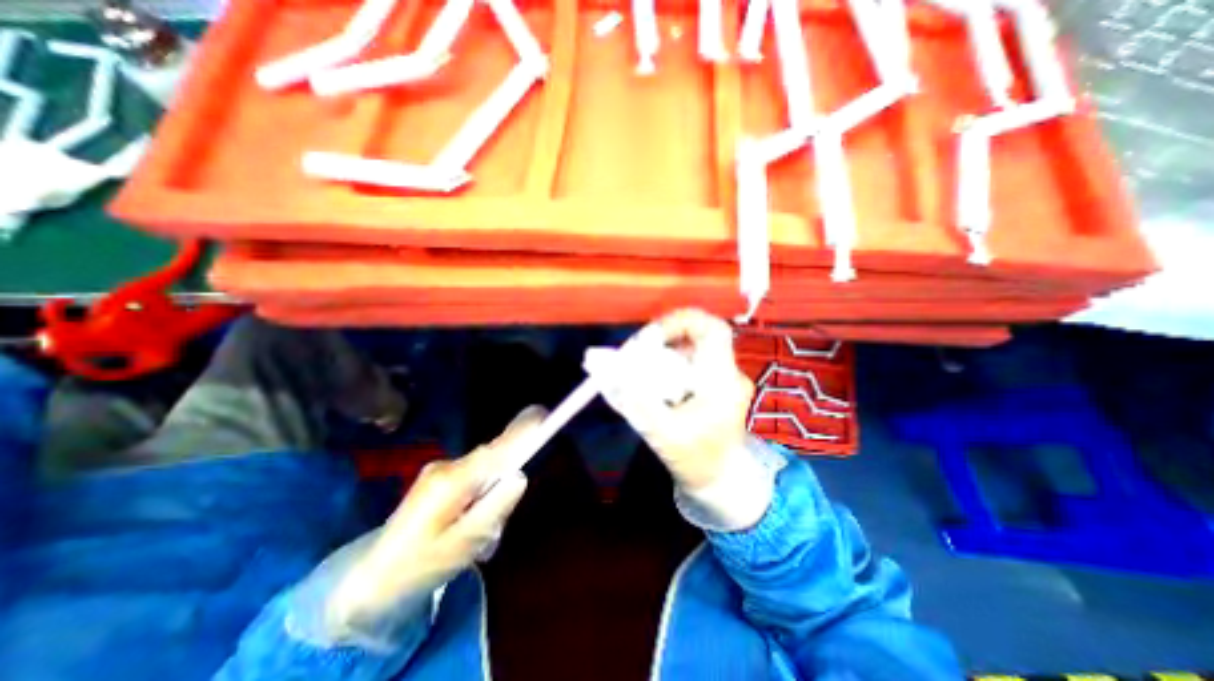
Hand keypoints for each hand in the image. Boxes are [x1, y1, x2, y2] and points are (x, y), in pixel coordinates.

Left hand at [327, 406, 545, 631]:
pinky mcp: (438, 478)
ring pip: (485, 472)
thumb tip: (520, 475)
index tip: (542, 415)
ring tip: (474, 536)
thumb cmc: (418, 567)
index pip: (496, 449)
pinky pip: (473, 479)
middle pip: (494, 460)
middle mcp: (448, 465)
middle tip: (492, 528)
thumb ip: (494, 507)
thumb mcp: (463, 544)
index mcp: (453, 480)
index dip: (521, 432)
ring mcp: (441, 469)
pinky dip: (479, 498)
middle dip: (504, 484)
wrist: (368, 580)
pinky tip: (465, 528)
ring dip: (490, 497)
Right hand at [597, 308, 755, 495]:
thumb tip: (608, 369)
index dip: (679, 322)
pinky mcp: (711, 383)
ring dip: (660, 353)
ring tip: (636, 370)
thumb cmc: (697, 461)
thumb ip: (635, 401)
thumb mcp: (663, 434)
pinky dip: (664, 365)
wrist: (721, 480)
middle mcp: (725, 373)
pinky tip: (649, 383)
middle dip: (661, 340)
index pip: (711, 329)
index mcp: (722, 381)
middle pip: (694, 336)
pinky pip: (685, 362)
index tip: (648, 338)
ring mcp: (720, 377)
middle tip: (634, 354)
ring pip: (687, 348)